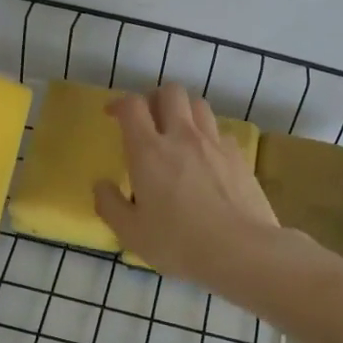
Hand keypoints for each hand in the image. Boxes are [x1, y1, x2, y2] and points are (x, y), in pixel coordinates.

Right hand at [92, 85, 282, 290]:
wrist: (242, 250)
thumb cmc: (179, 243)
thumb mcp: (131, 233)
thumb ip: (110, 205)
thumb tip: (101, 185)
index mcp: (149, 151)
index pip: (132, 106)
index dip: (119, 104)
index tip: (113, 115)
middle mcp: (182, 136)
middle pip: (171, 92)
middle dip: (155, 98)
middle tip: (149, 120)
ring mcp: (215, 143)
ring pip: (199, 104)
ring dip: (185, 111)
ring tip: (179, 133)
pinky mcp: (239, 156)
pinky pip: (221, 131)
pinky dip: (209, 136)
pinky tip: (207, 158)